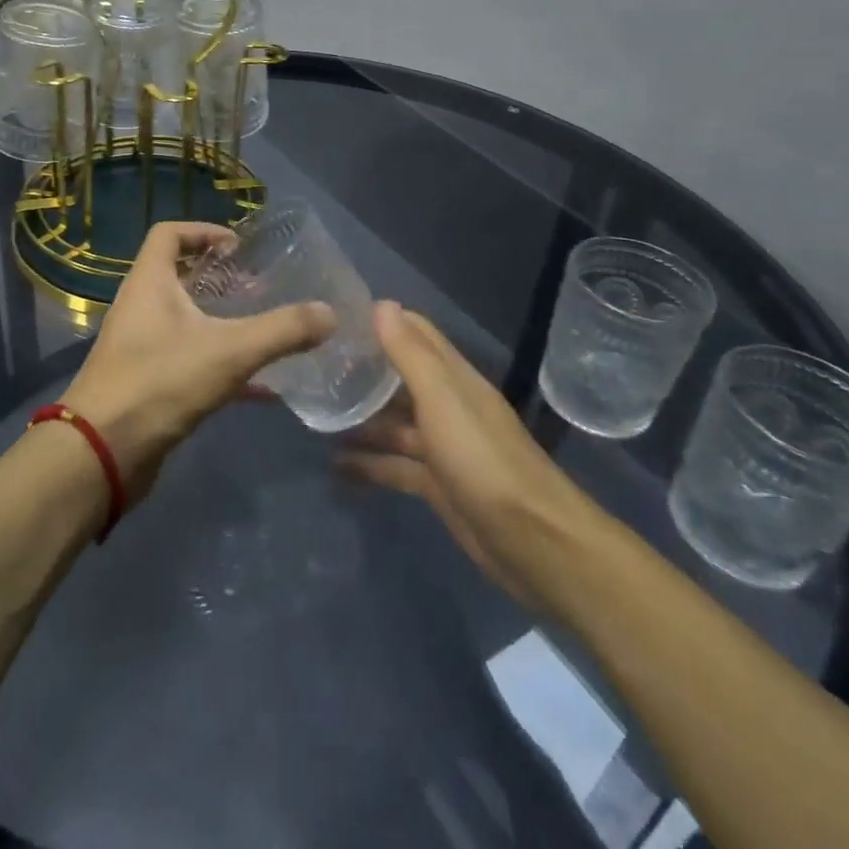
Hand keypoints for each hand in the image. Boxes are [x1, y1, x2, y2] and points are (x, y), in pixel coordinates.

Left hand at [61, 221, 334, 494]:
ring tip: (263, 330)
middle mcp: (140, 307)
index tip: (238, 248)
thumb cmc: (161, 381)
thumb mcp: (230, 351)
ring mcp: (140, 346)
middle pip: (178, 276)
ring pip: (185, 321)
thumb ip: (283, 330)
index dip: (203, 231)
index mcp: (149, 282)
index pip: (169, 234)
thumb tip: (330, 313)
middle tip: (258, 289)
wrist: (103, 452)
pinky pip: (189, 362)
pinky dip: (222, 366)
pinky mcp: (147, 382)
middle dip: (220, 279)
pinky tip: (262, 388)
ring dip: (221, 322)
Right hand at [339, 302, 597, 606]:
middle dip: (363, 371)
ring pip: (395, 424)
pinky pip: (396, 465)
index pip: (416, 334)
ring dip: (361, 419)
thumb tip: (382, 304)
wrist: (534, 543)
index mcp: (454, 379)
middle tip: (313, 368)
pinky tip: (335, 465)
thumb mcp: (443, 401)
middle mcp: (449, 406)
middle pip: (401, 379)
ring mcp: (444, 447)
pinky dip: (369, 463)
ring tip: (316, 415)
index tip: (335, 320)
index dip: (380, 322)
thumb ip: (411, 355)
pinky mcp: (438, 485)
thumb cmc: (483, 460)